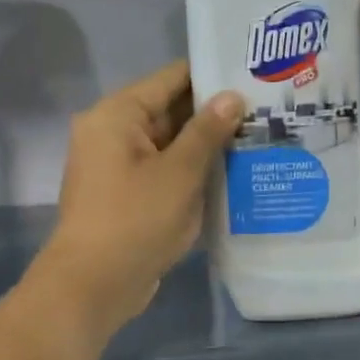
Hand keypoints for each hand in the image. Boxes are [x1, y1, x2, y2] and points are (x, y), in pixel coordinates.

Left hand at [36, 61, 243, 335]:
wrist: (92, 286)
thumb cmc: (134, 221)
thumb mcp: (179, 173)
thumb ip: (207, 131)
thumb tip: (232, 96)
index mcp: (117, 115)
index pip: (171, 78)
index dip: (212, 74)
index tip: (253, 74)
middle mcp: (113, 132)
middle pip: (171, 110)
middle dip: (215, 112)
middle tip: (267, 108)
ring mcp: (119, 165)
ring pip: (171, 143)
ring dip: (207, 144)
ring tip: (261, 136)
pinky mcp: (128, 194)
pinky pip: (164, 170)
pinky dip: (192, 170)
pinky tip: (234, 172)